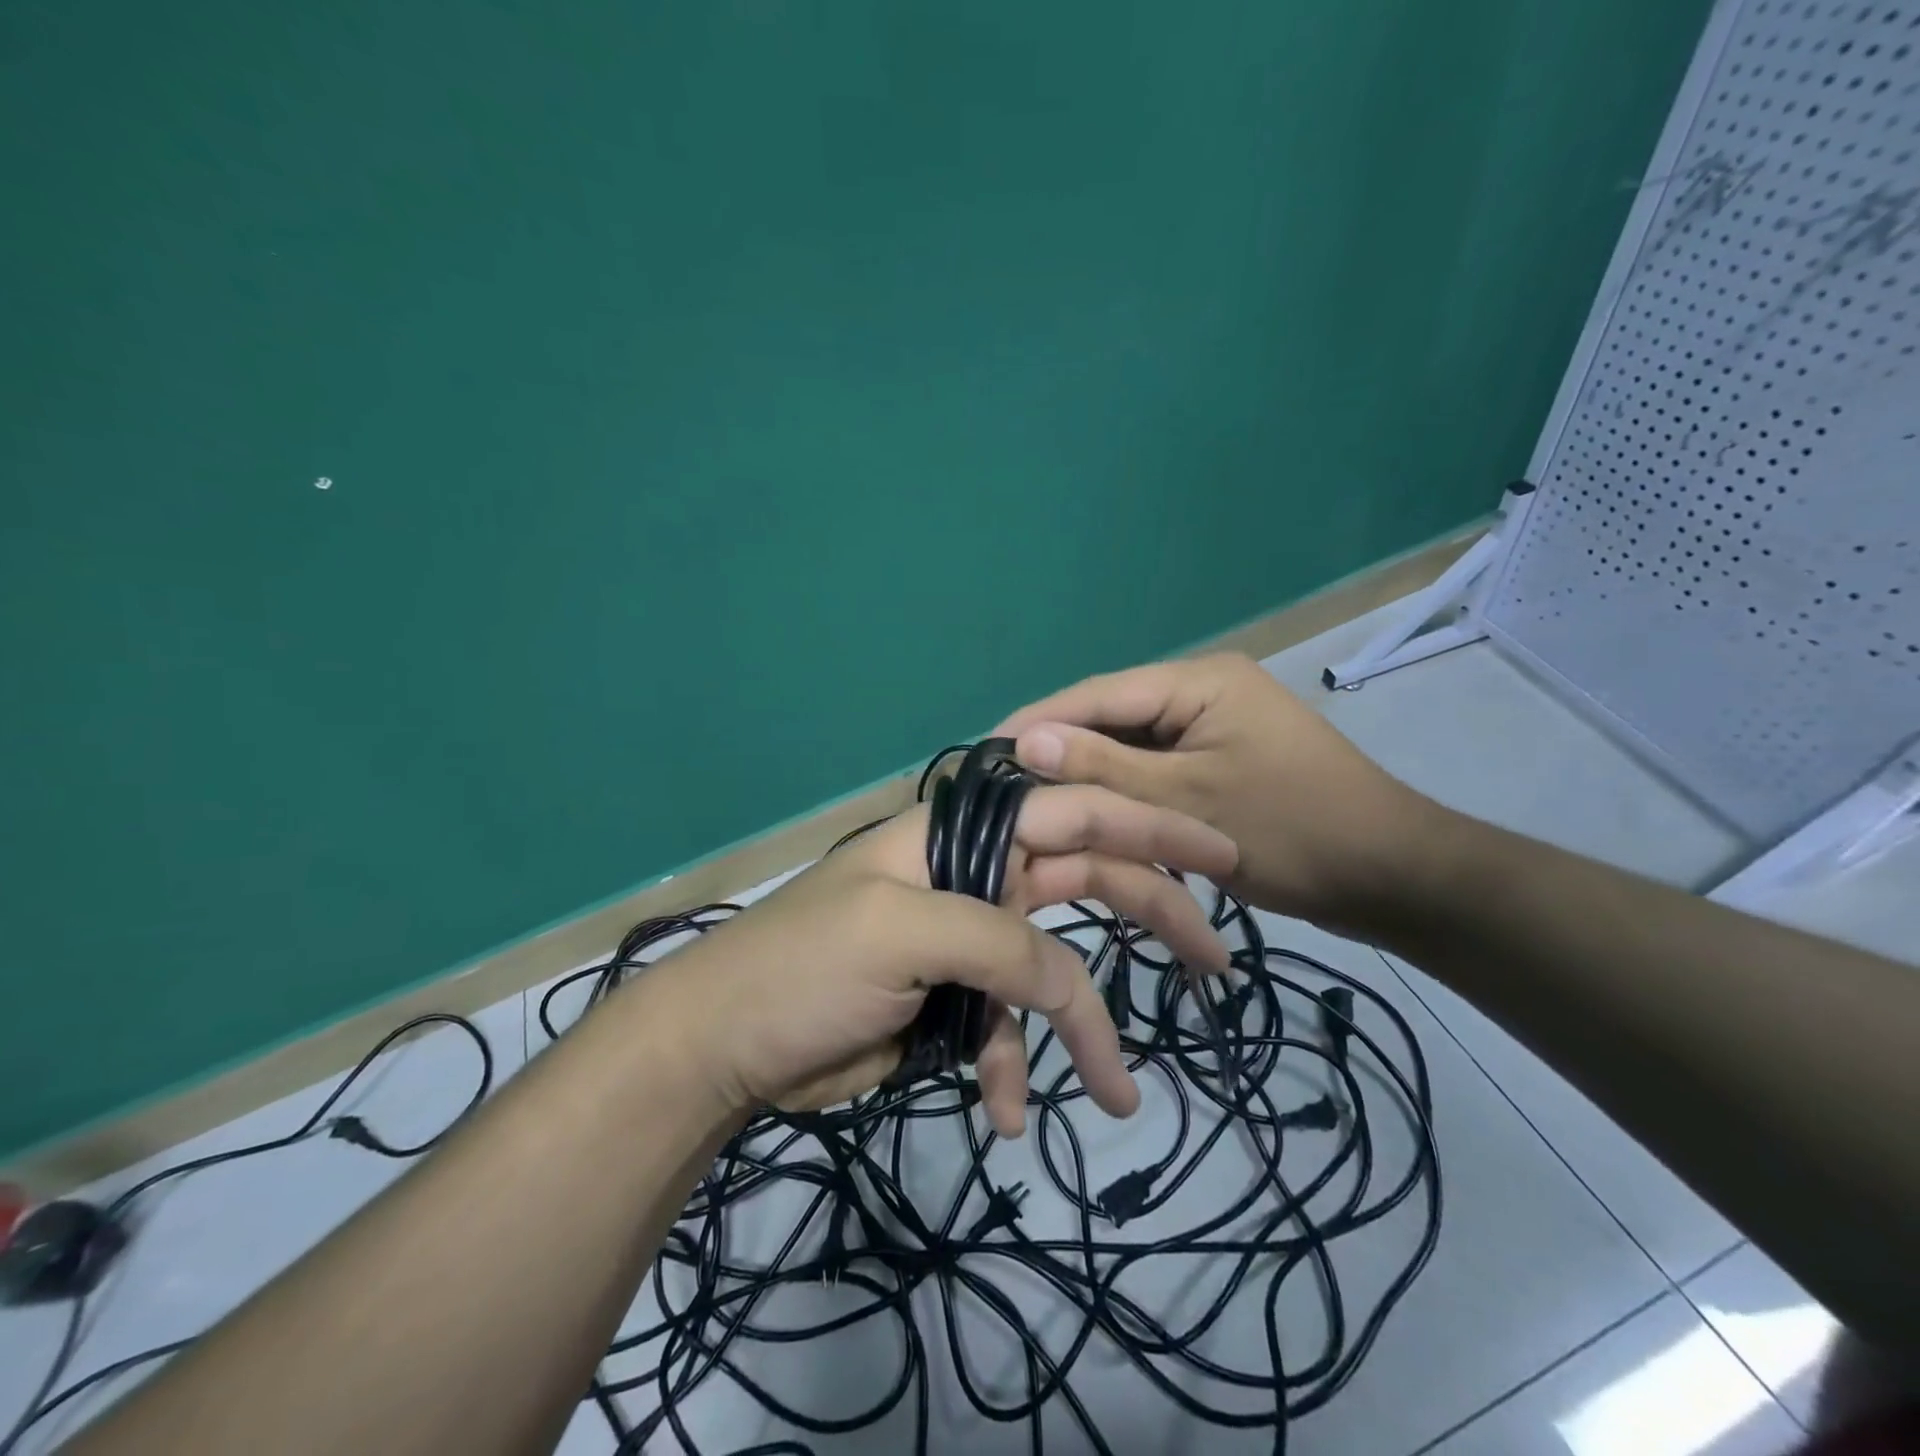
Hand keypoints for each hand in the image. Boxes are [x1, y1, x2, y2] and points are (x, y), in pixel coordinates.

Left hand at [646, 786, 1238, 1137]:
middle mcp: (975, 875)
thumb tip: (1071, 984)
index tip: (1220, 856)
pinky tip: (1004, 1112)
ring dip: (1081, 1029)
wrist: (726, 1045)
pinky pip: (1008, 1026)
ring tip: (1115, 1091)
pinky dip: (1013, 1066)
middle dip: (1150, 916)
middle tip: (1215, 960)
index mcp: (961, 836)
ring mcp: (968, 938)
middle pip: (1082, 883)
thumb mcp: (903, 935)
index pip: (1070, 812)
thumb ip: (1000, 944)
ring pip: (1052, 971)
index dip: (1148, 827)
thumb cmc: (804, 967)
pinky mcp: (955, 998)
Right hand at [995, 653, 1442, 935]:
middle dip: (1061, 749)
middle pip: (1112, 716)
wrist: (1393, 879)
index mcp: (1198, 680)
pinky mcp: (1218, 763)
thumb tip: (1024, 740)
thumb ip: (1103, 766)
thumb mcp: (1186, 801)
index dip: (1039, 720)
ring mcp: (1212, 728)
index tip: (983, 749)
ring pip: (1131, 747)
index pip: (1098, 692)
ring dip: (1090, 773)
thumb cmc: (1293, 832)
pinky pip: (1156, 770)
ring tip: (1031, 800)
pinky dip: (1124, 792)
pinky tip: (1086, 812)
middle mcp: (1201, 692)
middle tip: (1002, 784)